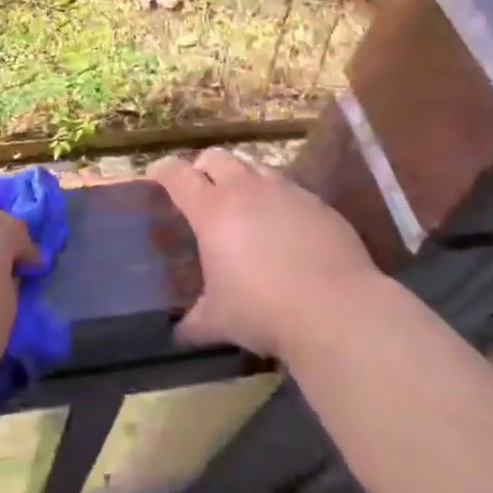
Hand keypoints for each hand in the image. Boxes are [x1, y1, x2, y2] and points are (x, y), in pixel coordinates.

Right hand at [149, 149, 376, 362]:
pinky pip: (289, 188)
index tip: (155, 176)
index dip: (162, 171)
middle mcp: (247, 190)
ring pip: (255, 166)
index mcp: (212, 210)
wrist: (336, 309)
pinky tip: (282, 226)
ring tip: (242, 203)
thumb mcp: (219, 320)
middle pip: (217, 157)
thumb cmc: (264, 310)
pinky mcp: (318, 204)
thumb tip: (177, 334)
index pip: (178, 175)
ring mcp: (286, 192)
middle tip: (200, 188)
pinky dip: (276, 198)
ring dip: (242, 177)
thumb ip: (194, 321)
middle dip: (202, 167)